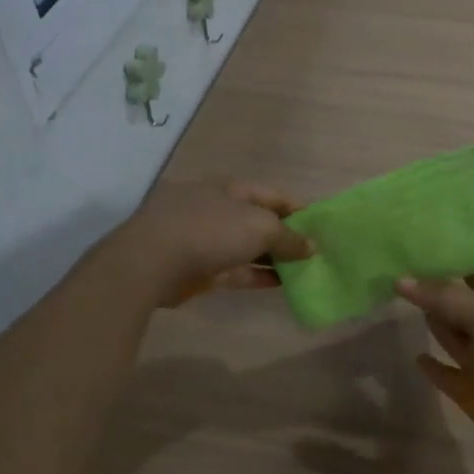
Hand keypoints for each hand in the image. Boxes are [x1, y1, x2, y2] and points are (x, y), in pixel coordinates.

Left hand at [113, 179, 313, 307]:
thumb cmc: (211, 230)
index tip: (322, 226)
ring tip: (305, 270)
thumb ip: (289, 238)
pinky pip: (237, 271)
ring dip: (274, 258)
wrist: (152, 262)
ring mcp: (207, 240)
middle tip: (316, 252)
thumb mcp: (261, 227)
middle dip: (287, 235)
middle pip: (260, 221)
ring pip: (248, 248)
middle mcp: (219, 210)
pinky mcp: (201, 269)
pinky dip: (258, 276)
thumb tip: (311, 246)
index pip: (273, 195)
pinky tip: (282, 285)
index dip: (298, 209)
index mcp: (232, 189)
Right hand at [395, 273, 473, 441]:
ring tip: (398, 302)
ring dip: (430, 320)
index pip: (469, 269)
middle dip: (430, 287)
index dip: (447, 257)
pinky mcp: (469, 387)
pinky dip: (431, 366)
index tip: (415, 241)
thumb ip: (444, 296)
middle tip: (396, 268)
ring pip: (448, 333)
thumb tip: (399, 279)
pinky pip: (444, 373)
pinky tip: (417, 356)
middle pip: (453, 301)